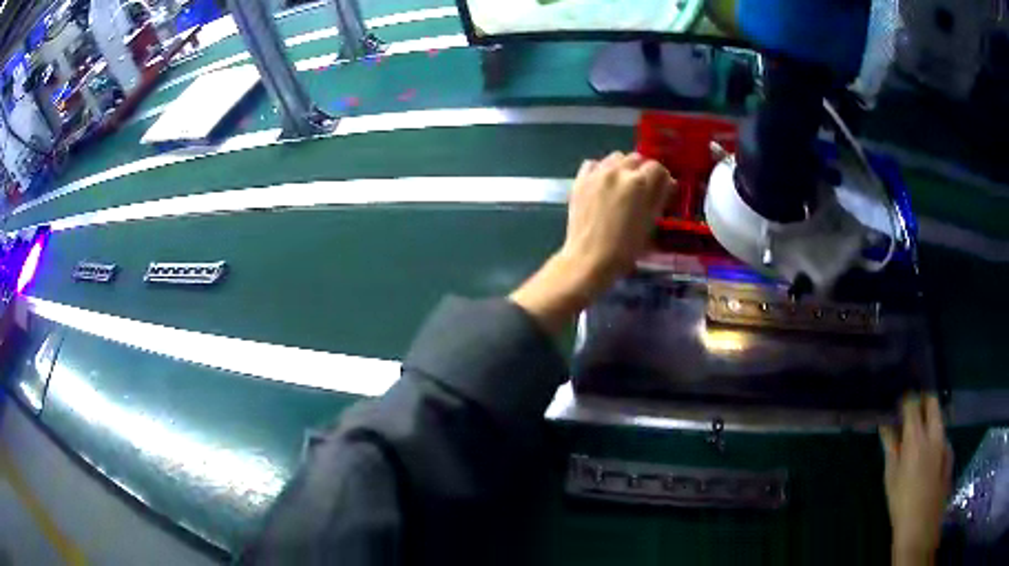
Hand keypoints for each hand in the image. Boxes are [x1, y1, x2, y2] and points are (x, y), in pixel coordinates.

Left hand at [559, 152, 675, 292]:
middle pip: (636, 159)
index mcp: (640, 183)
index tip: (662, 188)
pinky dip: (601, 170)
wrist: (590, 259)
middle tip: (643, 188)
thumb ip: (660, 198)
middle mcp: (618, 171)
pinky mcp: (580, 180)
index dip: (662, 178)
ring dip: (623, 167)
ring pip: (616, 158)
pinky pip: (593, 164)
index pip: (657, 167)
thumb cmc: (626, 248)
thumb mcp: (651, 223)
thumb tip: (668, 183)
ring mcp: (597, 174)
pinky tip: (603, 183)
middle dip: (643, 171)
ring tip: (623, 184)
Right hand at [880, 396, 952, 565]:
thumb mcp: (891, 476)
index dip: (906, 400)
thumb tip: (886, 426)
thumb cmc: (900, 501)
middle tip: (912, 413)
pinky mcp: (950, 453)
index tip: (899, 405)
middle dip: (923, 401)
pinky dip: (935, 440)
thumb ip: (890, 447)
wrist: (921, 523)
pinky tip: (929, 459)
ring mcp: (944, 442)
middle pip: (932, 401)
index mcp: (916, 437)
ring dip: (930, 421)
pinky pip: (943, 438)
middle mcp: (933, 433)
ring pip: (939, 419)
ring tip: (919, 439)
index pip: (913, 403)